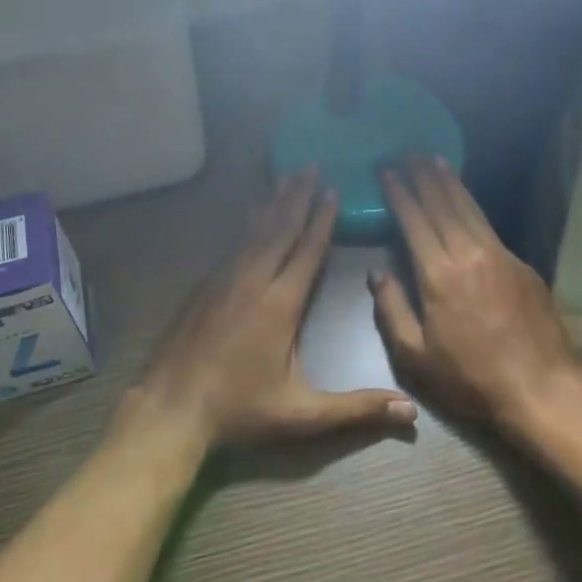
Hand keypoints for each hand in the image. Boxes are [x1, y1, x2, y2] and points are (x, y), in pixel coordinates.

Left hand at [129, 170, 417, 448]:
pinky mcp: (203, 288)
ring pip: (254, 232)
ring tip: (286, 177)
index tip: (333, 189)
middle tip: (310, 166)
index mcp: (280, 304)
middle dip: (298, 197)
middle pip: (280, 230)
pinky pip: (232, 244)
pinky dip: (247, 224)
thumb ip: (356, 410)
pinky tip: (251, 215)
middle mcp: (252, 281)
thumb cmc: (239, 411)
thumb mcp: (302, 416)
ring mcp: (223, 281)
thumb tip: (411, 412)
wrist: (171, 409)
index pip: (306, 252)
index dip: (322, 220)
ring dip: (273, 203)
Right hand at [371, 157, 581, 434]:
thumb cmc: (471, 379)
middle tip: (408, 152)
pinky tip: (466, 200)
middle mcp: (469, 254)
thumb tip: (376, 272)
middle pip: (443, 203)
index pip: (414, 220)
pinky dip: (472, 204)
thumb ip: (391, 309)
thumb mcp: (416, 356)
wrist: (544, 389)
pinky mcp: (522, 265)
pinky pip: (488, 224)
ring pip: (469, 208)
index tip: (386, 171)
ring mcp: (500, 256)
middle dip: (423, 175)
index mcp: (438, 274)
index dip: (399, 193)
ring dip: (450, 182)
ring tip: (434, 160)